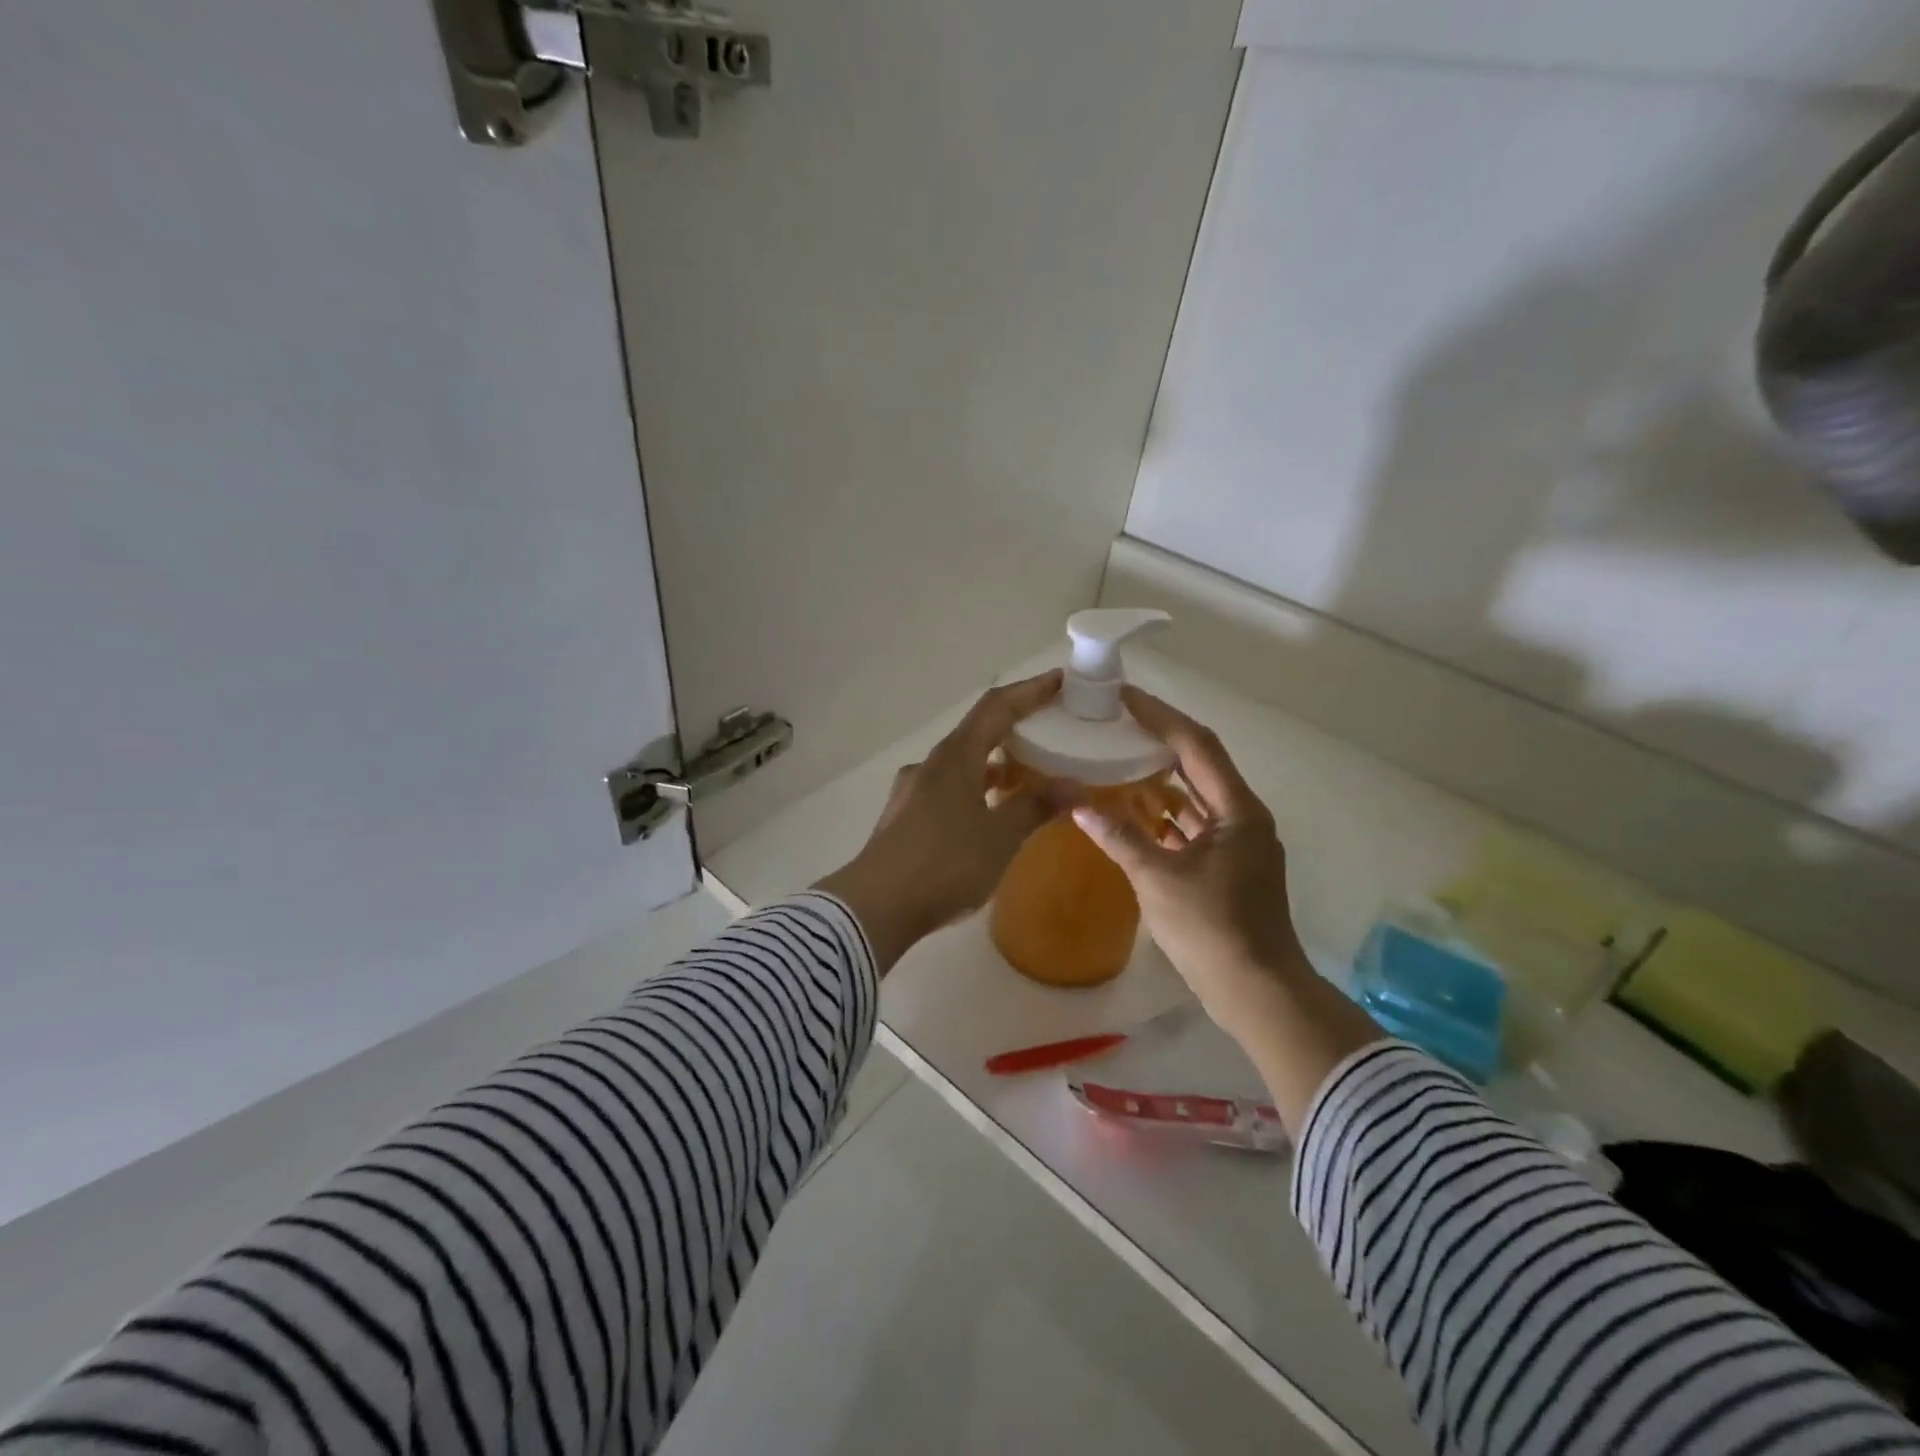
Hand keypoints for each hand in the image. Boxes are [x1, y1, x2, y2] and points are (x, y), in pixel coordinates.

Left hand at [816, 671, 1064, 972]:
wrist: (876, 906)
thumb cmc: (944, 864)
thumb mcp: (1000, 837)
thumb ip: (1037, 807)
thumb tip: (1076, 787)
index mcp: (955, 756)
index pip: (997, 707)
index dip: (1030, 691)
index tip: (1061, 681)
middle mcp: (931, 764)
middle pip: (978, 731)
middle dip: (1016, 727)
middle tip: (1051, 730)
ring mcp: (914, 790)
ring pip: (963, 763)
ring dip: (996, 762)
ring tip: (1028, 776)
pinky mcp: (906, 817)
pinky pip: (950, 789)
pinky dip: (977, 789)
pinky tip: (991, 814)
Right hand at [1067, 686, 1304, 1026]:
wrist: (1258, 992)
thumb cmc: (1212, 930)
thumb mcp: (1157, 879)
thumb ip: (1119, 836)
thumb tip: (1078, 804)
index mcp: (1237, 810)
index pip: (1196, 745)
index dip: (1160, 716)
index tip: (1124, 697)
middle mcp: (1243, 817)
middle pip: (1199, 764)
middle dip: (1159, 740)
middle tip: (1118, 723)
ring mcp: (1239, 844)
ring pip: (1196, 797)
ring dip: (1160, 779)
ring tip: (1119, 759)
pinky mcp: (1229, 867)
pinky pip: (1194, 826)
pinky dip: (1165, 816)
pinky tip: (1133, 813)